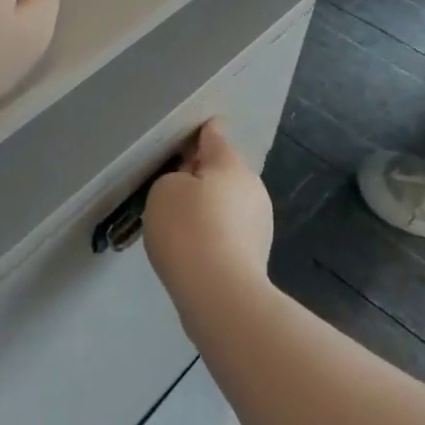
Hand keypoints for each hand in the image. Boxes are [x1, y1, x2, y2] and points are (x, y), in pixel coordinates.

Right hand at [143, 121, 273, 304]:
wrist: (219, 294)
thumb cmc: (188, 229)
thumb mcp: (164, 190)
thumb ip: (175, 179)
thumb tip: (191, 188)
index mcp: (231, 165)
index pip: (215, 137)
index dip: (202, 132)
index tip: (195, 130)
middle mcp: (252, 188)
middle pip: (223, 172)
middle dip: (203, 176)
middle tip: (173, 188)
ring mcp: (259, 223)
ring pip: (228, 203)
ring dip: (209, 207)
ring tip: (180, 224)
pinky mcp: (256, 255)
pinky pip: (228, 232)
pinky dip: (213, 234)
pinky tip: (194, 249)